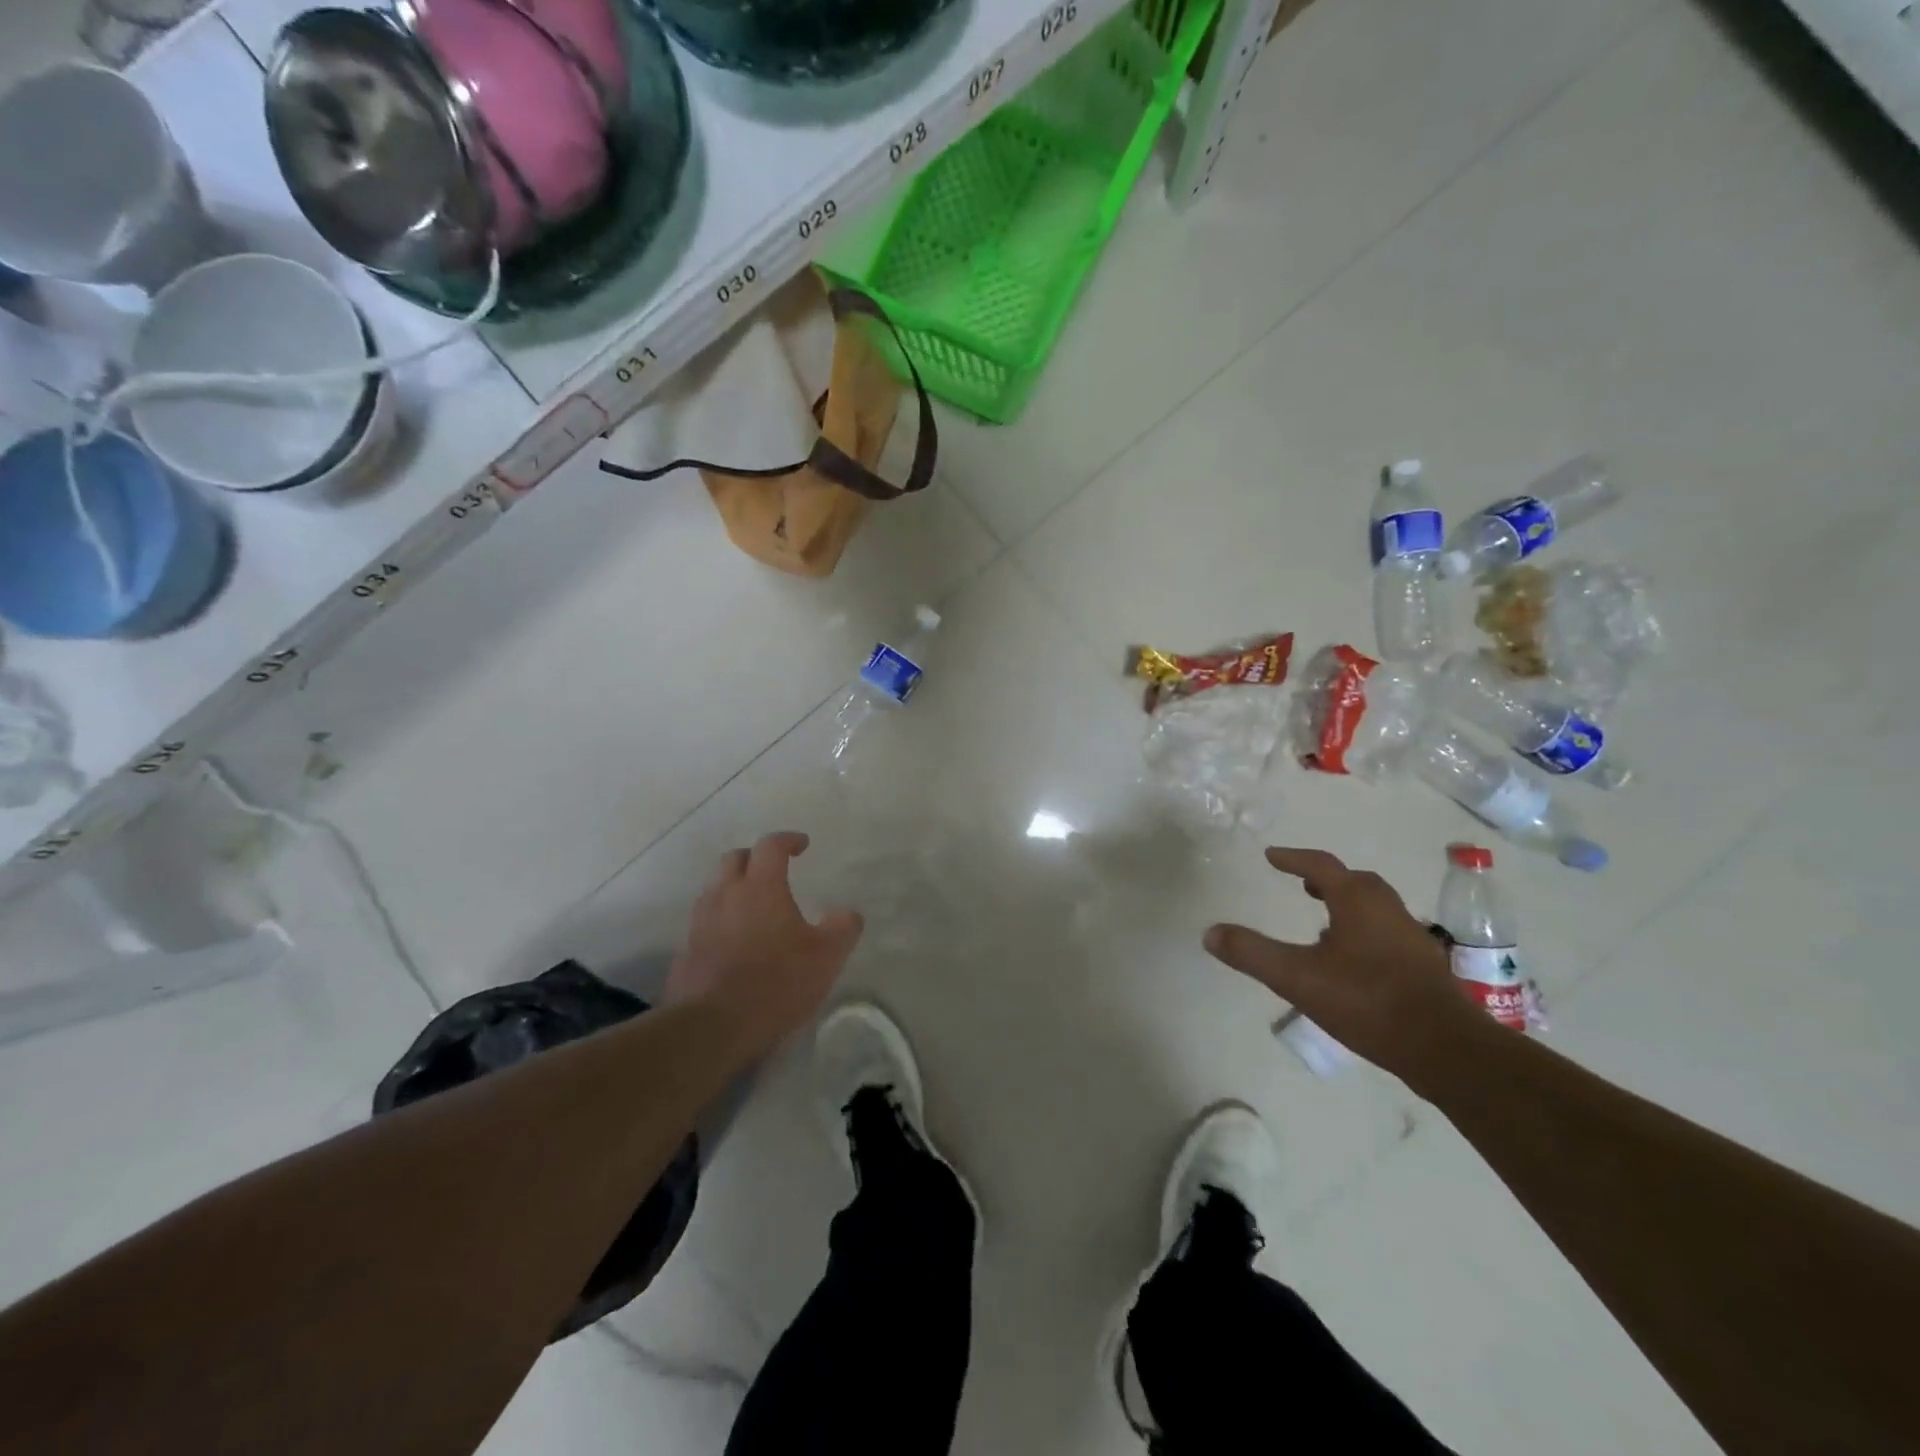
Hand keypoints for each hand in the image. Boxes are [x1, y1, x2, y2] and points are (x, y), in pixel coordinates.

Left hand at [666, 832, 863, 1051]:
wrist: (714, 1027)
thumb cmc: (777, 982)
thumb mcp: (827, 956)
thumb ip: (842, 927)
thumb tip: (846, 913)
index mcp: (760, 887)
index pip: (770, 846)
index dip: (788, 840)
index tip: (802, 845)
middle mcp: (725, 895)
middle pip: (733, 859)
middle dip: (754, 858)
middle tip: (772, 870)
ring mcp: (700, 923)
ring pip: (714, 890)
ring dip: (733, 889)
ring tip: (753, 907)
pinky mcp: (686, 952)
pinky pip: (704, 923)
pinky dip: (720, 922)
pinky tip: (734, 943)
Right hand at [1204, 847, 1494, 1080]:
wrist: (1445, 1048)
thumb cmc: (1367, 1001)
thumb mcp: (1296, 977)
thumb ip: (1252, 953)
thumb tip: (1210, 932)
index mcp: (1357, 901)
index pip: (1320, 866)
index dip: (1293, 858)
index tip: (1271, 856)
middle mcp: (1388, 909)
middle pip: (1355, 882)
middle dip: (1326, 880)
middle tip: (1303, 884)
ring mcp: (1411, 937)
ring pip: (1375, 907)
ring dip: (1347, 905)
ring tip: (1324, 920)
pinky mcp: (1424, 966)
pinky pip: (1387, 932)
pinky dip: (1364, 930)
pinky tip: (1352, 960)